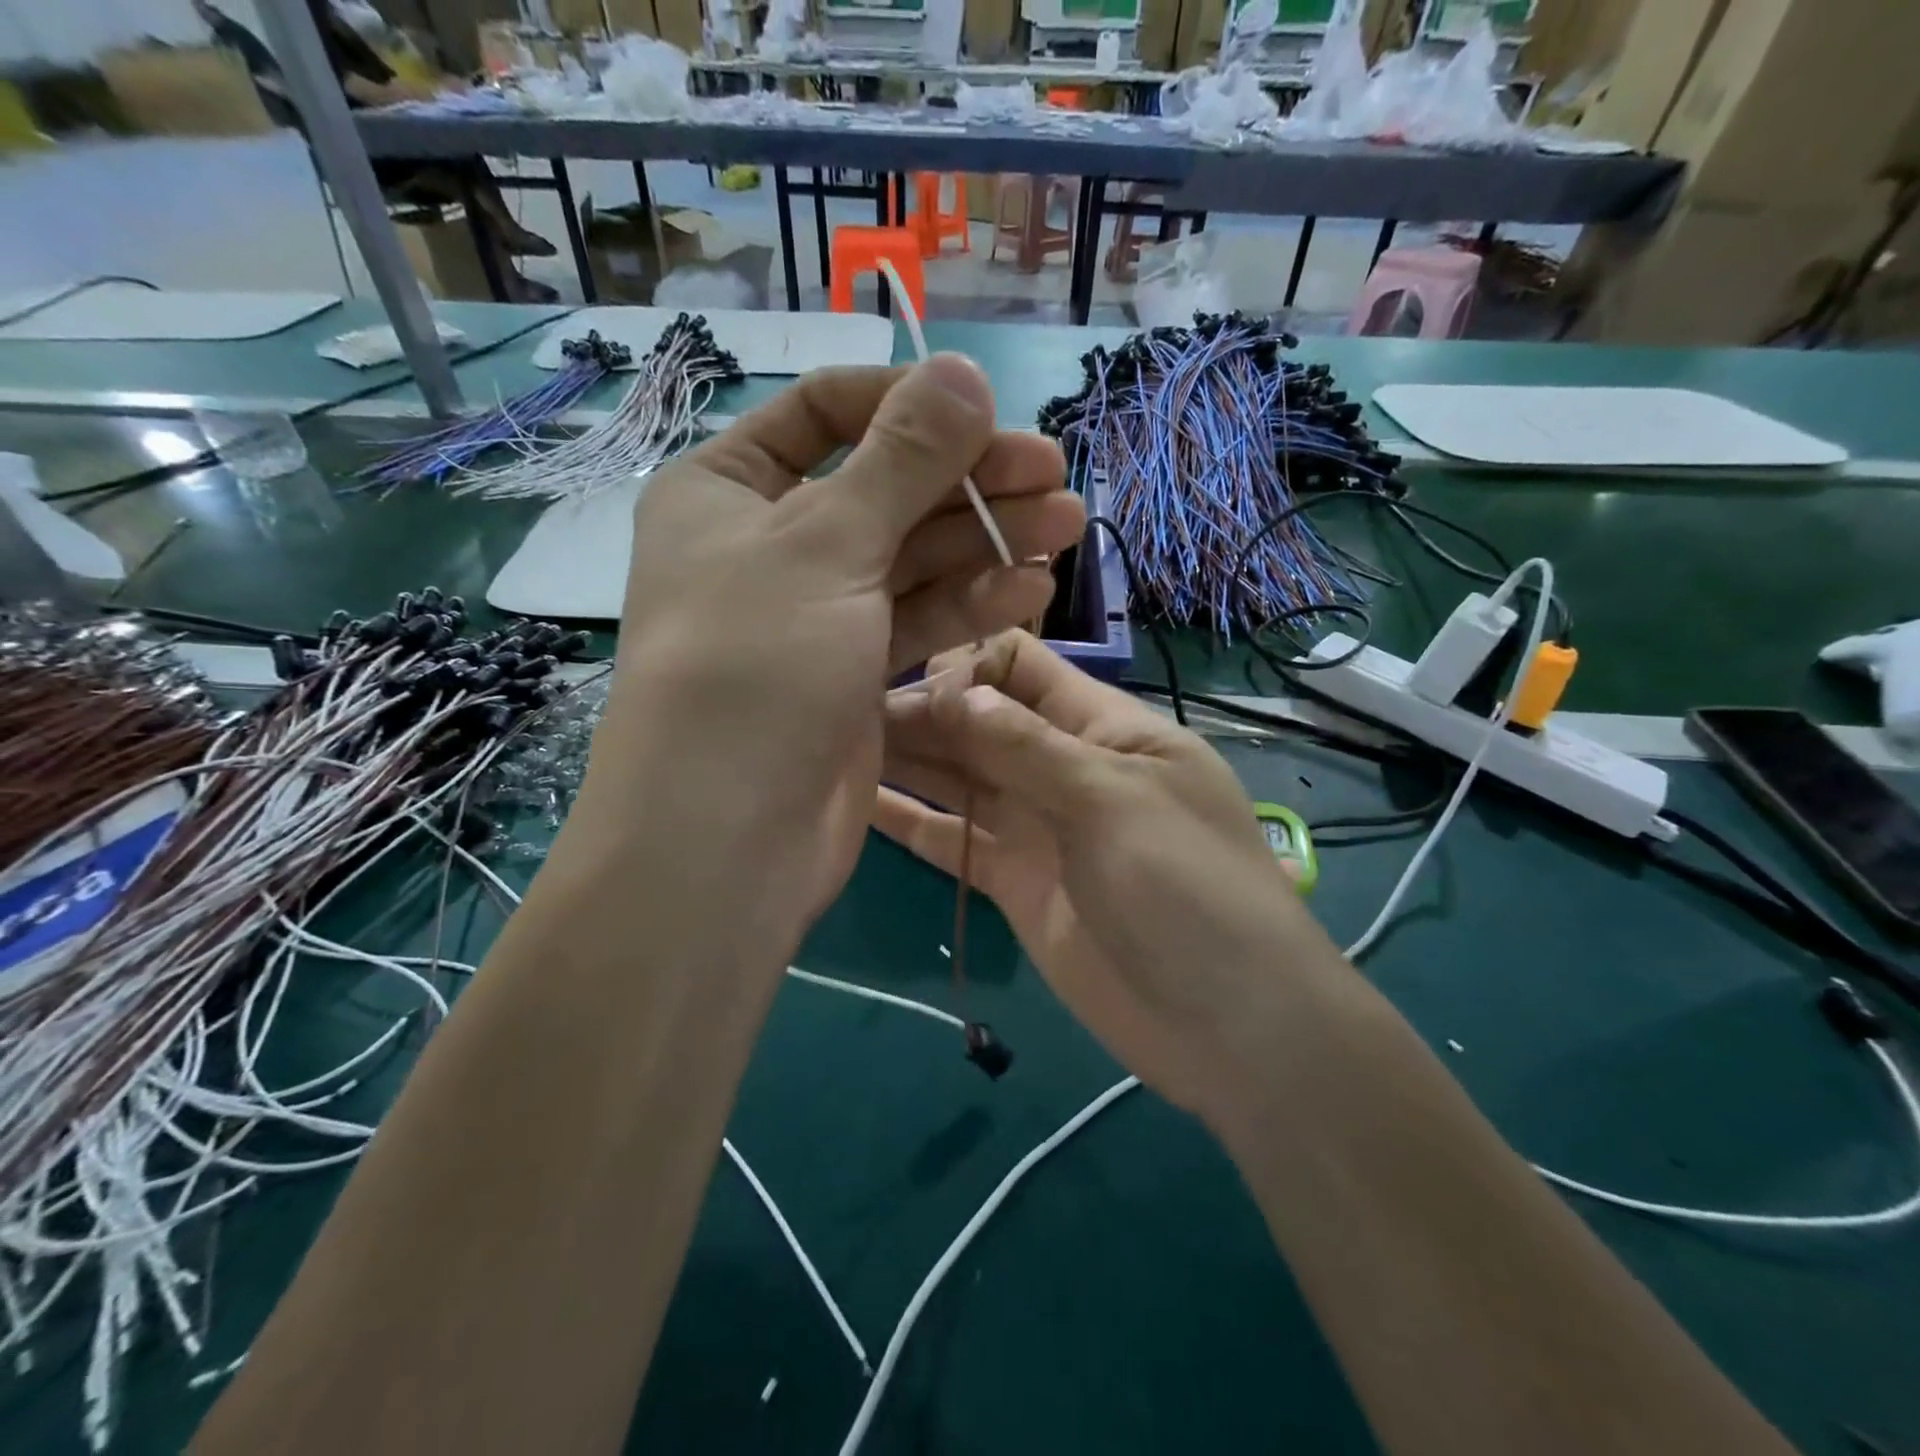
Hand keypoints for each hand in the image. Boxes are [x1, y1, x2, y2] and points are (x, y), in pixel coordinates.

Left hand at [580, 358, 1084, 941]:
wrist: (730, 835)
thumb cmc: (756, 666)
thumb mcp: (826, 543)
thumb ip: (901, 457)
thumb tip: (962, 370)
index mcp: (729, 489)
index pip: (828, 411)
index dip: (910, 403)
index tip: (989, 412)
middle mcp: (771, 545)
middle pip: (885, 489)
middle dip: (969, 481)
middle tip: (1054, 475)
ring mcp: (817, 614)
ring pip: (911, 560)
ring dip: (987, 542)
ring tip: (1067, 528)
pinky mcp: (854, 674)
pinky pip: (917, 621)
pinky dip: (971, 604)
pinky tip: (1031, 590)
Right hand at [876, 631, 1348, 1117]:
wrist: (1226, 1026)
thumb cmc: (1187, 890)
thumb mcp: (1114, 800)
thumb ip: (1028, 746)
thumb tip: (952, 691)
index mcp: (1103, 726)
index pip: (1021, 666)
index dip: (965, 667)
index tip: (909, 688)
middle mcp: (1062, 766)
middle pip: (980, 722)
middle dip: (922, 713)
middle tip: (841, 714)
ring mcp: (1035, 825)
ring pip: (959, 778)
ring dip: (907, 761)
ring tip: (833, 746)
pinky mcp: (1013, 881)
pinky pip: (954, 840)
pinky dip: (911, 824)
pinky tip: (856, 805)